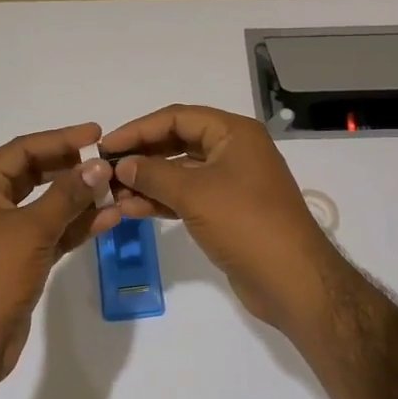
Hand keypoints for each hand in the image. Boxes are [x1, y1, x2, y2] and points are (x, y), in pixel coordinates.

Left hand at [0, 122, 119, 385]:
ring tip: (116, 189)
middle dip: (71, 168)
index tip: (96, 134)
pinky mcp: (20, 261)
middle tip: (106, 161)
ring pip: (47, 206)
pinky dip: (76, 226)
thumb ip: (67, 195)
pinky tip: (109, 219)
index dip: (59, 139)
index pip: (22, 150)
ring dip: (79, 199)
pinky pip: (52, 233)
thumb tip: (99, 165)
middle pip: (35, 175)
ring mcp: (5, 235)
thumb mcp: (31, 229)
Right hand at [101, 105, 353, 336]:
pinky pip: (187, 197)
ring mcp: (231, 183)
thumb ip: (153, 174)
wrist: (292, 280)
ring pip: (180, 173)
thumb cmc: (246, 223)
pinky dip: (161, 201)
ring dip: (147, 182)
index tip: (106, 145)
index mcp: (234, 133)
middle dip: (142, 156)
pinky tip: (132, 210)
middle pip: (178, 143)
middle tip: (105, 170)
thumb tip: (122, 164)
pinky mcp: (226, 212)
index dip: (139, 129)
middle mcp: (233, 151)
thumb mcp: (195, 193)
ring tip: (112, 194)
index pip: (177, 118)